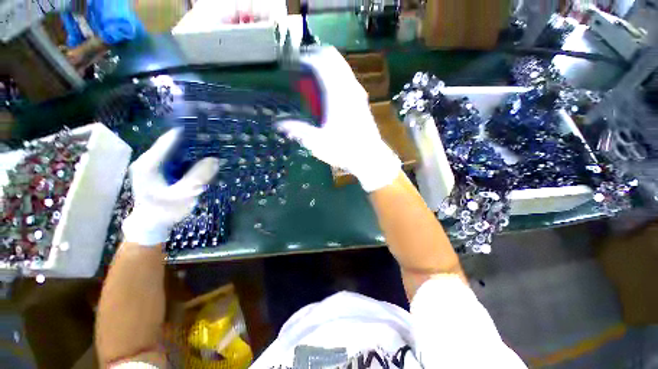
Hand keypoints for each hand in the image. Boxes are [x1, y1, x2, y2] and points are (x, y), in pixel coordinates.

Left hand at [122, 129, 220, 245]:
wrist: (150, 225)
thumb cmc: (164, 211)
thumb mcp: (183, 195)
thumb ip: (198, 176)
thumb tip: (215, 160)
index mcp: (149, 163)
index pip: (170, 139)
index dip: (189, 133)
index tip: (208, 130)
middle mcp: (148, 160)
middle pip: (173, 143)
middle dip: (193, 142)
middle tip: (214, 141)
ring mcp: (152, 165)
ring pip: (175, 151)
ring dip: (192, 150)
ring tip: (211, 148)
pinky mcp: (158, 170)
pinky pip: (175, 159)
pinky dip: (188, 158)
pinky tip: (201, 160)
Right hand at [277, 47, 400, 192]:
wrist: (369, 157)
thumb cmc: (344, 149)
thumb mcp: (317, 142)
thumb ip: (298, 130)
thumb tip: (280, 124)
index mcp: (336, 94)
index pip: (321, 61)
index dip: (306, 57)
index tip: (294, 63)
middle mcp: (349, 88)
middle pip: (333, 57)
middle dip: (316, 56)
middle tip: (303, 68)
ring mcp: (357, 92)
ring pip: (341, 66)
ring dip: (326, 66)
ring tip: (313, 80)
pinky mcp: (361, 100)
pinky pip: (347, 78)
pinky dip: (336, 76)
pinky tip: (328, 92)